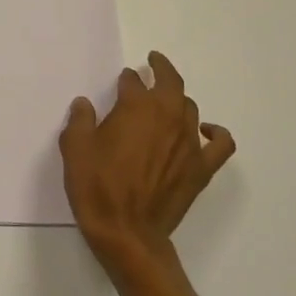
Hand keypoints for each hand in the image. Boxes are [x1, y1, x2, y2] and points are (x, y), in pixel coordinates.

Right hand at [60, 51, 235, 278]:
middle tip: (153, 63)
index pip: (133, 81)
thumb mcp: (74, 147)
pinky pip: (221, 143)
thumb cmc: (96, 186)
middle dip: (161, 69)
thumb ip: (80, 119)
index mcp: (136, 107)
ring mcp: (189, 142)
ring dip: (177, 99)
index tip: (120, 82)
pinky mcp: (201, 167)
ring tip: (166, 102)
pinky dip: (216, 132)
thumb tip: (85, 104)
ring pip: (190, 107)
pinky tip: (206, 130)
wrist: (126, 232)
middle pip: (171, 82)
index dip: (125, 80)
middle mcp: (167, 116)